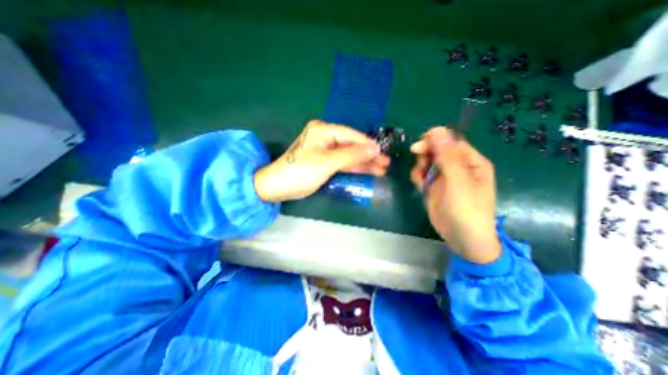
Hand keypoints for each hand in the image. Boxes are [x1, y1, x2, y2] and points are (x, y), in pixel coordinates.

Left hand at [255, 120, 391, 201]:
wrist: (277, 186)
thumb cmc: (300, 172)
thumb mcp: (327, 163)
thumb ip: (351, 155)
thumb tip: (374, 148)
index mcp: (323, 130)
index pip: (351, 135)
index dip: (368, 145)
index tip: (383, 153)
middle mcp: (325, 136)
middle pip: (352, 145)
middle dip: (368, 155)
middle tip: (386, 164)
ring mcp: (325, 149)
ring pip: (349, 155)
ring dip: (364, 163)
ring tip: (381, 169)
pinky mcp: (324, 161)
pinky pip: (342, 162)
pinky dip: (354, 168)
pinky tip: (367, 171)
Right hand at [407, 127, 501, 265]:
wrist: (462, 239)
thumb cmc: (466, 210)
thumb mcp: (458, 181)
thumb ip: (447, 156)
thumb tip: (437, 130)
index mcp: (471, 161)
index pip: (451, 141)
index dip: (434, 141)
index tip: (418, 147)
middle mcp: (458, 166)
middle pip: (437, 150)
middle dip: (426, 154)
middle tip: (420, 165)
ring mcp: (445, 177)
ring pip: (427, 161)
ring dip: (420, 166)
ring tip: (421, 179)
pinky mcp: (434, 187)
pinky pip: (423, 174)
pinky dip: (418, 176)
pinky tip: (420, 185)